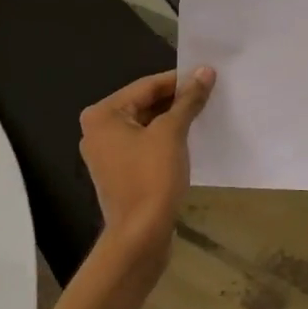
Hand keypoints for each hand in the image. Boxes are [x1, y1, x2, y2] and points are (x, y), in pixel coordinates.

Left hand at [78, 67, 215, 272]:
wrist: (140, 237)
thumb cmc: (151, 178)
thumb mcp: (172, 133)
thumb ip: (188, 100)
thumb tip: (205, 71)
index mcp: (102, 114)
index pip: (146, 86)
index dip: (179, 79)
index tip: (207, 74)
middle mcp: (97, 130)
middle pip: (144, 104)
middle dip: (176, 100)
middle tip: (209, 93)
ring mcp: (107, 153)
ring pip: (146, 125)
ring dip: (173, 119)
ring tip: (204, 112)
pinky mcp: (119, 173)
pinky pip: (144, 145)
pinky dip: (165, 139)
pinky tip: (190, 138)